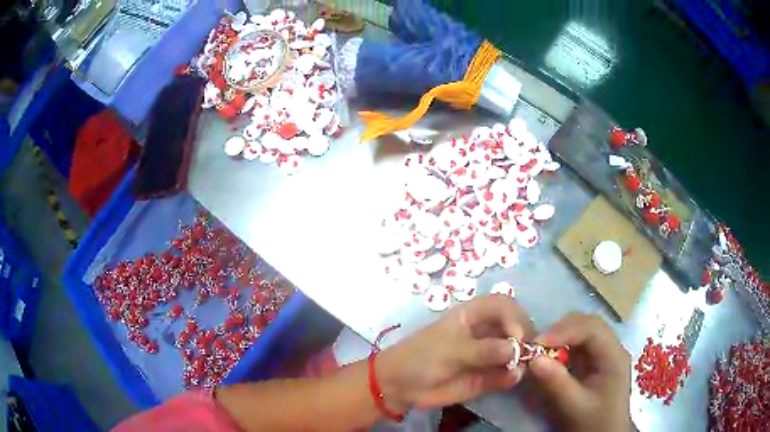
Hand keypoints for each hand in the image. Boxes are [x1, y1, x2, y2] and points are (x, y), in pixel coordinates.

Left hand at [377, 295, 533, 411]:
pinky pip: (508, 373)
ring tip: (520, 368)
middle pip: (516, 326)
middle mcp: (486, 332)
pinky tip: (511, 379)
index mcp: (473, 315)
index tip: (518, 337)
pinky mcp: (489, 376)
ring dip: (524, 358)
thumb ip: (483, 350)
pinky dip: (513, 376)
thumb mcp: (450, 350)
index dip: (515, 316)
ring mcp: (489, 355)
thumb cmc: (421, 358)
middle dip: (525, 337)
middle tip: (526, 353)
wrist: (401, 387)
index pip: (503, 304)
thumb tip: (516, 350)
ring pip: (516, 351)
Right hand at [529, 313, 631, 431]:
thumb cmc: (593, 422)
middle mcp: (613, 347)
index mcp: (614, 356)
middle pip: (588, 324)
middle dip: (561, 330)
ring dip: (562, 335)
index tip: (537, 343)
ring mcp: (606, 352)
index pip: (592, 329)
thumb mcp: (574, 407)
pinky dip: (563, 344)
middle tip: (536, 345)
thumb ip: (556, 383)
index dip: (564, 331)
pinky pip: (580, 342)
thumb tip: (533, 360)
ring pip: (584, 330)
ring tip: (541, 349)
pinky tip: (552, 356)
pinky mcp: (597, 359)